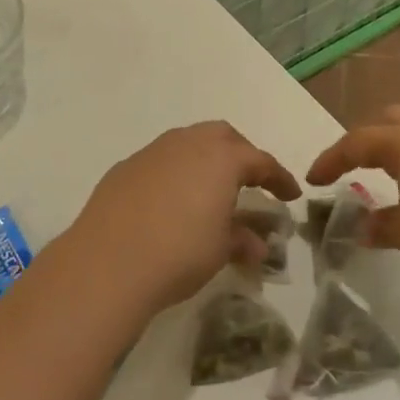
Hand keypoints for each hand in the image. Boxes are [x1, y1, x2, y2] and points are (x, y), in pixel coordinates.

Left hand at [70, 121, 299, 311]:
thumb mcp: (220, 250)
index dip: (279, 178)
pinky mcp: (125, 167)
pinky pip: (161, 161)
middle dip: (241, 155)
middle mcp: (187, 143)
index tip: (291, 195)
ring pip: (188, 143)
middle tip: (250, 182)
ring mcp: (152, 152)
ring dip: (205, 161)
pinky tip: (171, 202)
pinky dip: (175, 174)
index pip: (260, 161)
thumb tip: (256, 244)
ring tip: (210, 190)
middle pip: (223, 137)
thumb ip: (242, 240)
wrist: (108, 261)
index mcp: (221, 158)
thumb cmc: (179, 253)